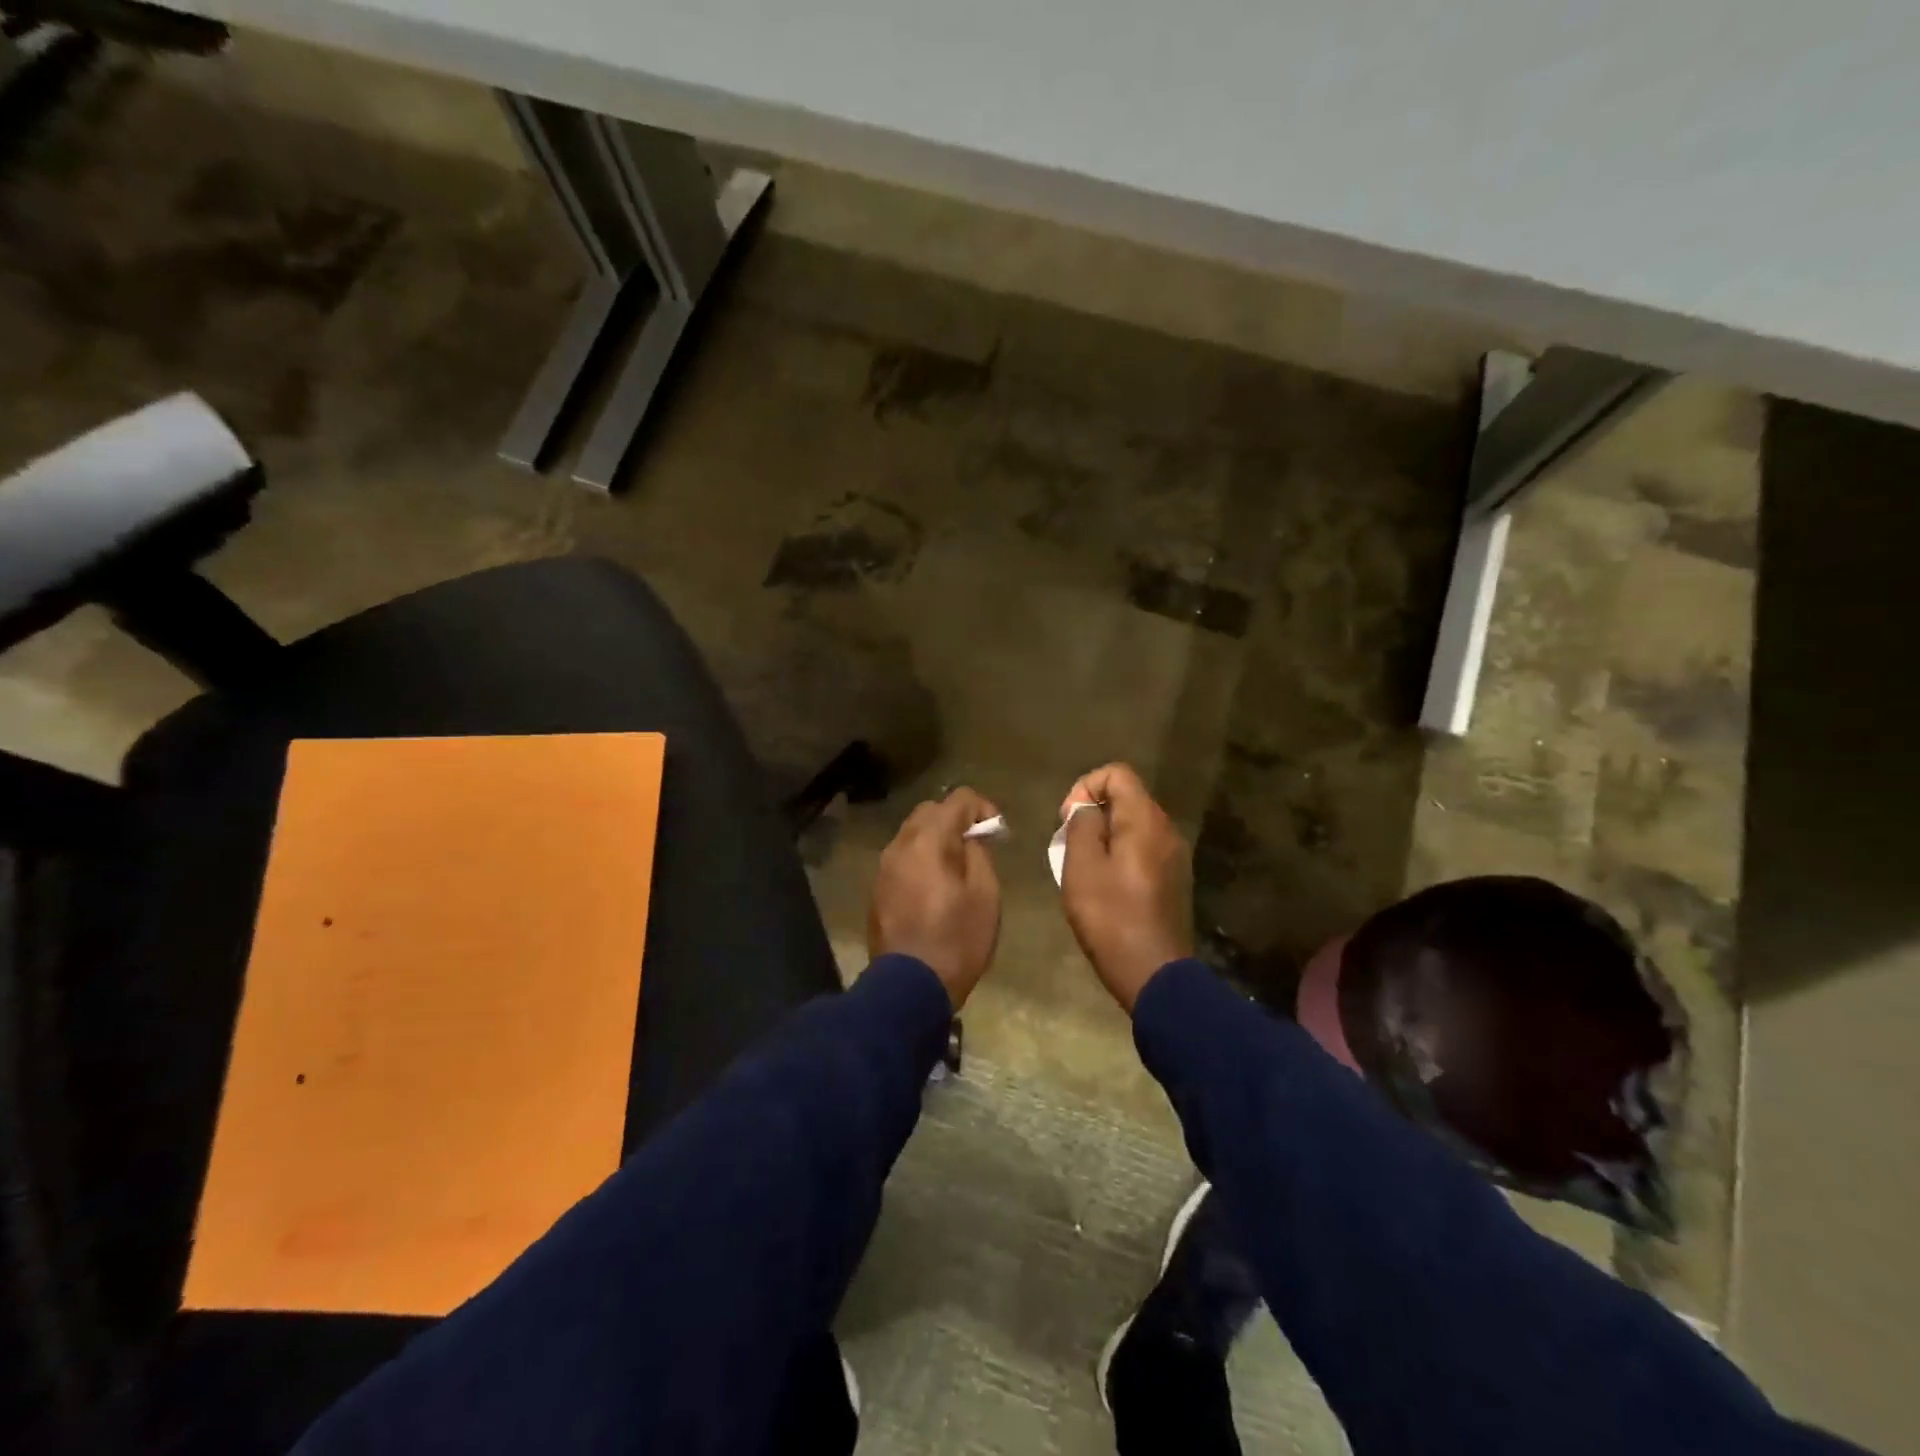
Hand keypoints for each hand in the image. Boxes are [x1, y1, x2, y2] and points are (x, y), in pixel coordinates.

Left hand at [868, 787, 1002, 1008]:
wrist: (909, 987)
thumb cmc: (956, 940)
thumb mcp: (985, 895)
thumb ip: (979, 854)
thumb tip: (971, 838)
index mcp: (928, 841)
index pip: (957, 799)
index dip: (982, 807)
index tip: (997, 830)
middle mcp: (900, 845)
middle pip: (929, 811)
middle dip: (955, 819)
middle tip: (978, 844)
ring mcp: (884, 867)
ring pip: (912, 834)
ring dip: (936, 839)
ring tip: (957, 866)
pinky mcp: (877, 889)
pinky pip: (902, 859)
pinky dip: (921, 859)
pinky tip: (935, 885)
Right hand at [1058, 764, 1193, 1012]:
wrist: (1152, 972)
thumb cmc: (1110, 915)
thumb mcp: (1082, 865)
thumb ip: (1082, 824)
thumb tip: (1085, 807)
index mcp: (1145, 820)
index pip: (1118, 773)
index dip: (1086, 786)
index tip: (1067, 819)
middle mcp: (1166, 829)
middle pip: (1127, 797)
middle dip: (1093, 812)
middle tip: (1069, 844)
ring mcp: (1174, 855)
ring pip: (1134, 825)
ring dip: (1105, 835)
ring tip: (1083, 866)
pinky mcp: (1173, 878)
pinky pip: (1143, 849)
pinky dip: (1120, 853)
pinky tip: (1105, 884)